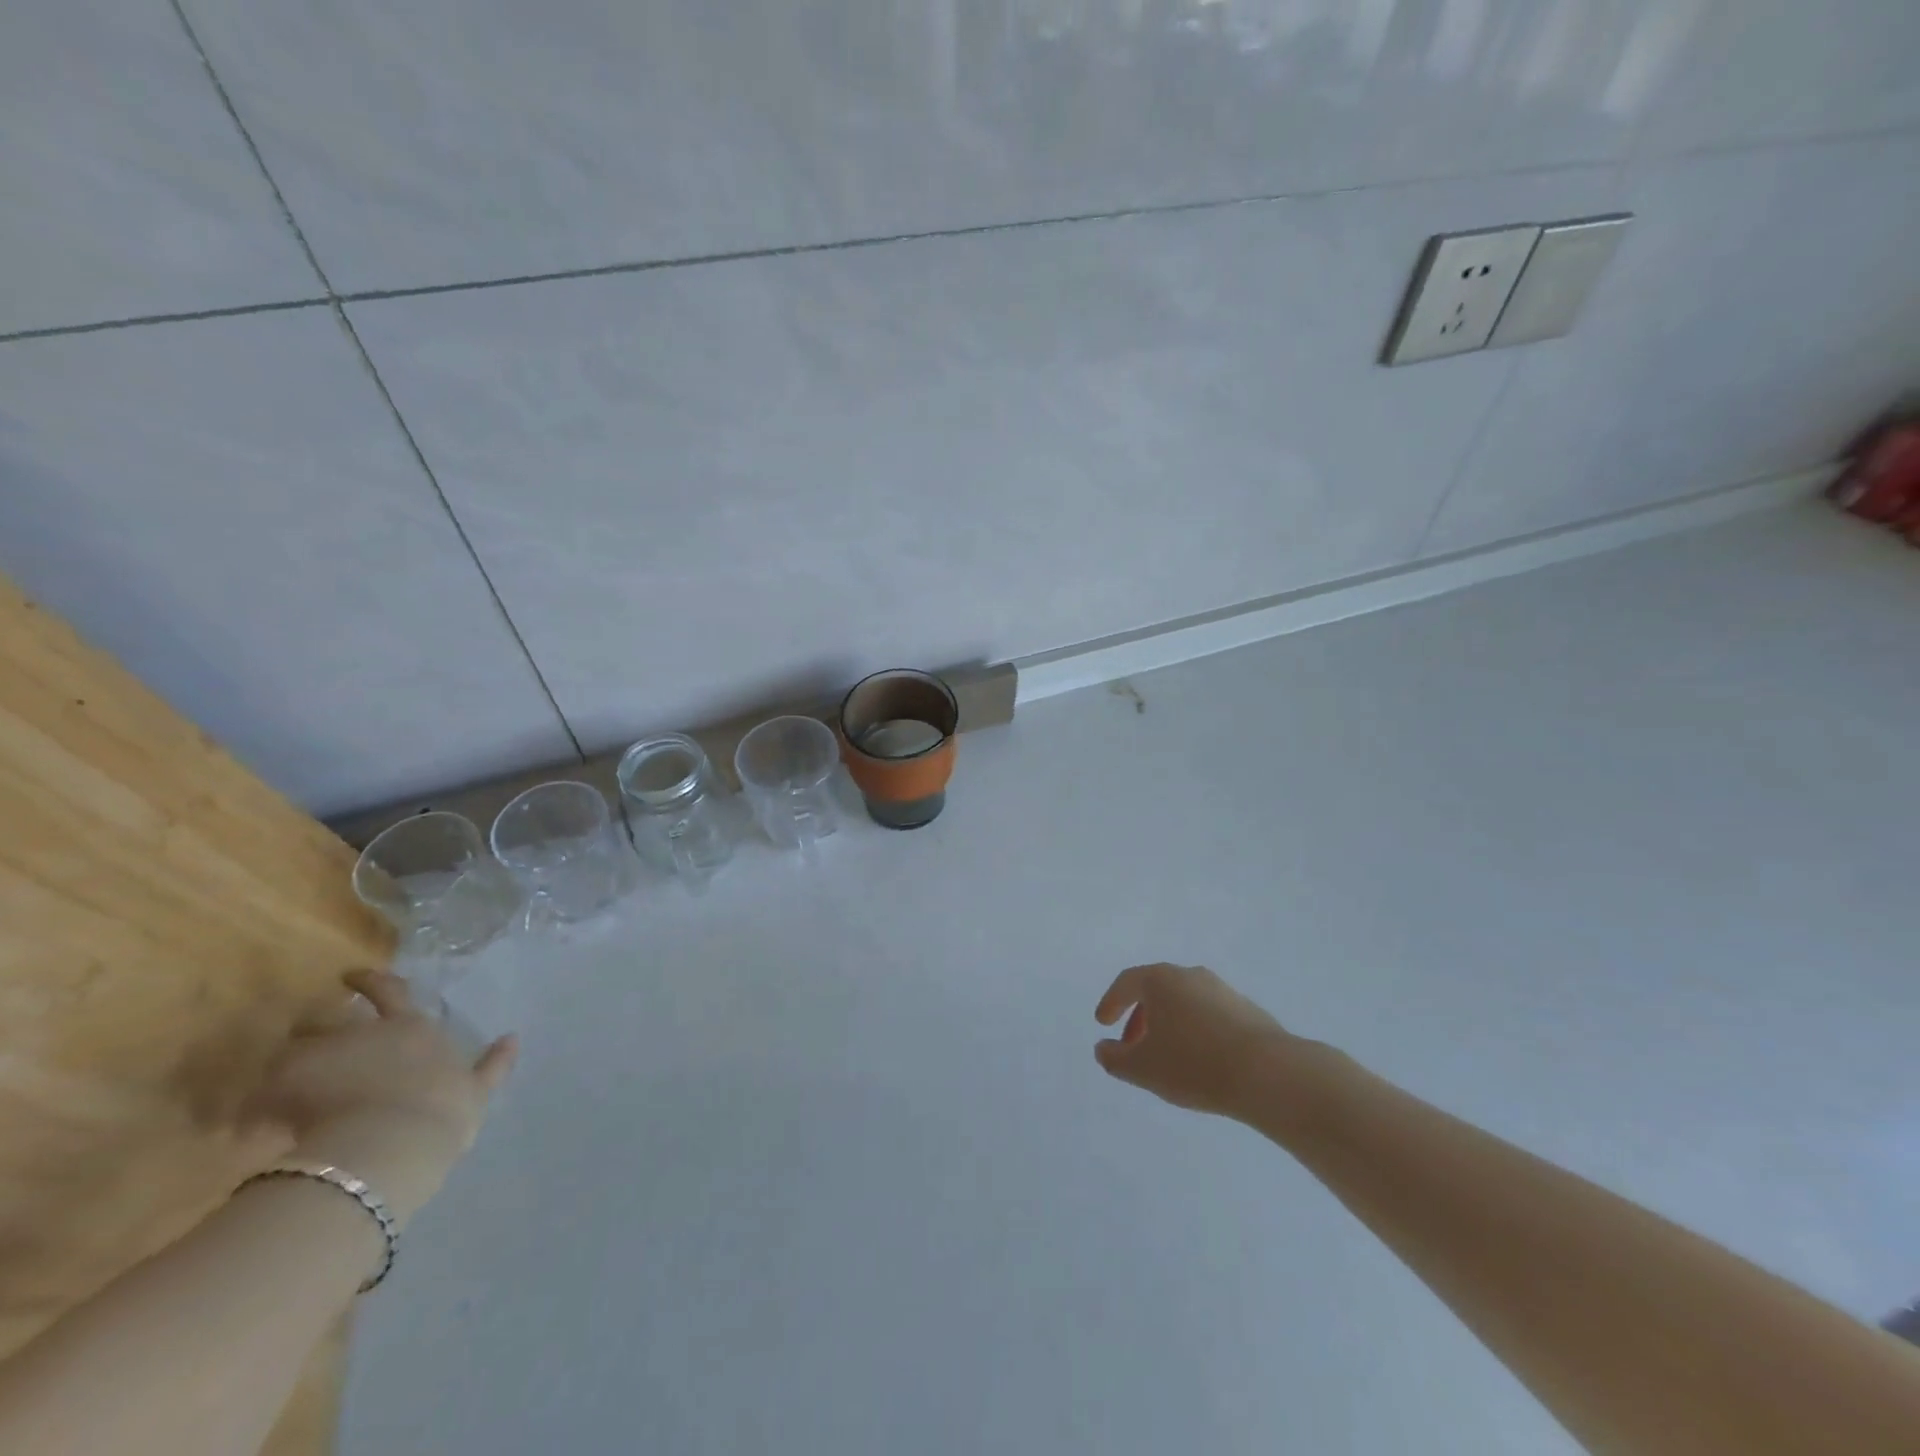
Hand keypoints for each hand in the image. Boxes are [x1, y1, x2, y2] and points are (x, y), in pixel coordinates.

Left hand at [244, 971, 516, 1225]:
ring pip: (291, 1052)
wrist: (394, 1142)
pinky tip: (252, 1124)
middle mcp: (367, 1034)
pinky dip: (256, 1107)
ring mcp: (324, 1059)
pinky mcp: (284, 1091)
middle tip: (304, 1033)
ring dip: (284, 1068)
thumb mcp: (476, 1089)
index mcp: (414, 1029)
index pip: (391, 992)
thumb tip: (513, 1037)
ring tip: (271, 1088)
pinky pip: (258, 1097)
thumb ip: (493, 1065)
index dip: (371, 981)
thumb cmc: (444, 1111)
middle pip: (332, 1019)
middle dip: (317, 1024)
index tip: (351, 975)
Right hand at [1094, 963, 1293, 1118]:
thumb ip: (1114, 1058)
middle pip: (1156, 990)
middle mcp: (1190, 975)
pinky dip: (1195, 1031)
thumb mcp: (1142, 1068)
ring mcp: (1222, 991)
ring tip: (1166, 1057)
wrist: (1268, 1073)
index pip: (1127, 982)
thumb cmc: (1193, 1064)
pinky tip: (1200, 1061)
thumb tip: (1103, 1048)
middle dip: (1140, 1017)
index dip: (1111, 1002)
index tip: (1103, 1023)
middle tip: (1132, 1046)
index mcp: (1161, 980)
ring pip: (1184, 1002)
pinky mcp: (1248, 1011)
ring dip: (1169, 1025)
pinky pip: (1209, 1015)